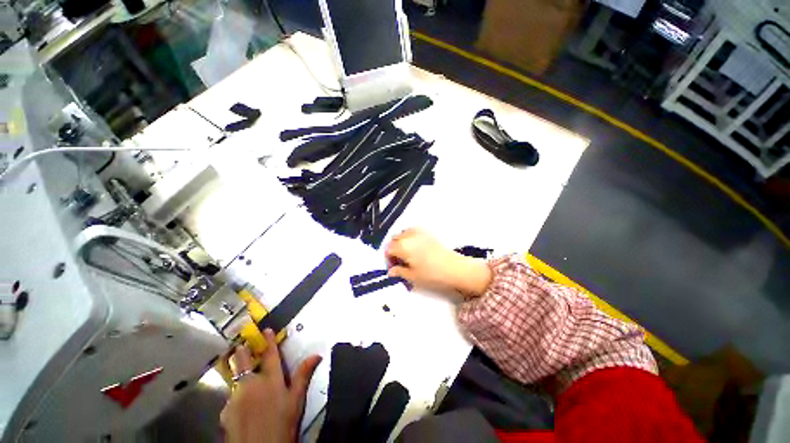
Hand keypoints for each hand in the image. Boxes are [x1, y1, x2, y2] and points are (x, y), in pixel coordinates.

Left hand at [220, 329, 321, 442]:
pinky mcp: (225, 411)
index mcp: (270, 379)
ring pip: (235, 379)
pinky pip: (231, 398)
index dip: (269, 340)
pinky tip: (241, 406)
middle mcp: (250, 383)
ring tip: (242, 377)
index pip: (270, 354)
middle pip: (244, 361)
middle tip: (242, 345)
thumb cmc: (282, 424)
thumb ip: (303, 375)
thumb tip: (316, 355)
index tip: (266, 329)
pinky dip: (236, 397)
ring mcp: (235, 397)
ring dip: (239, 375)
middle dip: (243, 351)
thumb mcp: (296, 400)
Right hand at [385, 228, 492, 297]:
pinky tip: (414, 247)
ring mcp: (418, 232)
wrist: (454, 268)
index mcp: (403, 246)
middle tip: (399, 262)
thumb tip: (390, 271)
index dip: (388, 259)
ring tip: (406, 254)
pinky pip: (412, 231)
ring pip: (402, 233)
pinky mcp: (427, 232)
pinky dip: (409, 237)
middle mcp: (408, 236)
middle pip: (394, 239)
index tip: (393, 267)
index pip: (388, 249)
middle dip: (393, 249)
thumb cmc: (432, 274)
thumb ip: (399, 272)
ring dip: (400, 242)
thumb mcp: (412, 276)